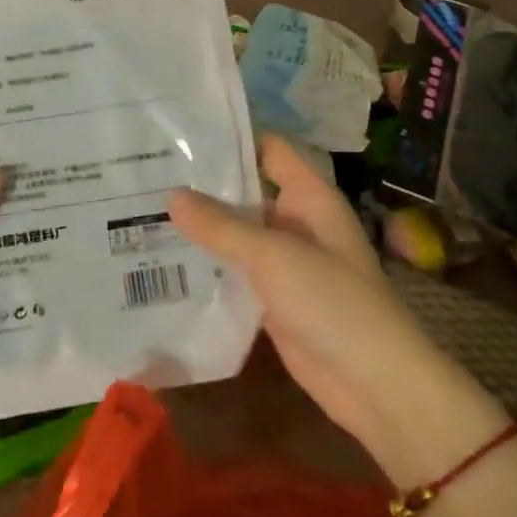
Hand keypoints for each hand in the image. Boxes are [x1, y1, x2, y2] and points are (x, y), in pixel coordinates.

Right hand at [169, 138, 497, 476]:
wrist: (373, 383)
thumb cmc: (333, 303)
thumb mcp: (274, 256)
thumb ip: (222, 226)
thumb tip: (172, 196)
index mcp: (310, 198)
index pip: (269, 150)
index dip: (232, 138)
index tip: (181, 134)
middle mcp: (297, 223)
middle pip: (247, 193)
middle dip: (203, 187)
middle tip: (146, 176)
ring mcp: (286, 263)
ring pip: (238, 236)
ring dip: (201, 230)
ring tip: (142, 214)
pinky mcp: (274, 299)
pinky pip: (237, 273)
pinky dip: (209, 268)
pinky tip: (165, 263)